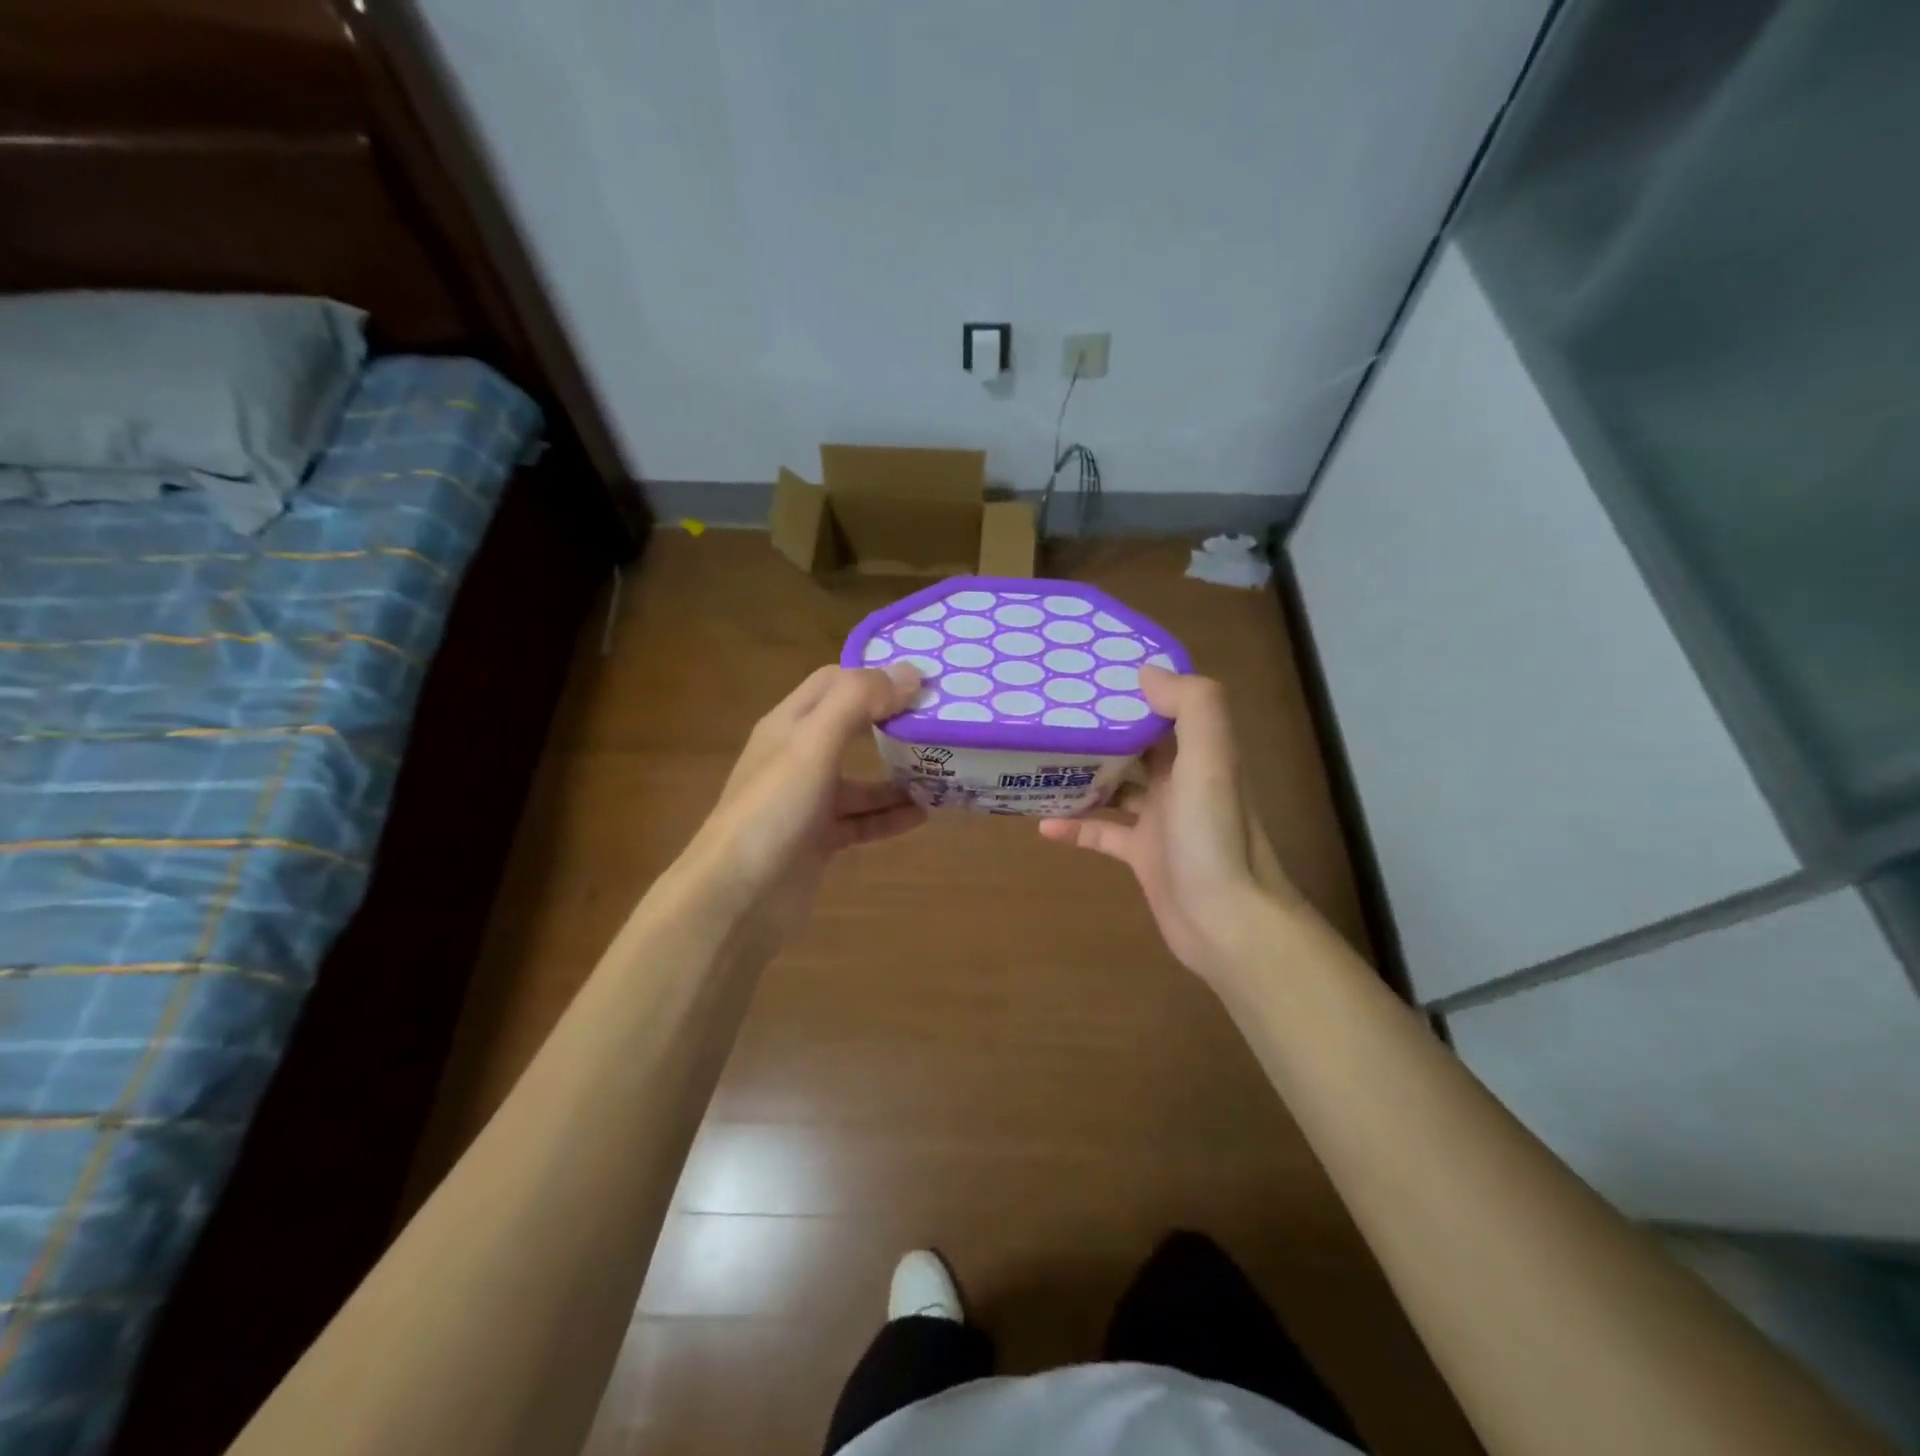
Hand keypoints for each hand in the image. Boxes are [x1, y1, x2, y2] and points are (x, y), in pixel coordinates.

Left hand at [687, 663, 925, 933]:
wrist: (736, 898)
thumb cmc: (773, 810)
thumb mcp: (813, 744)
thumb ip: (858, 701)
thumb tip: (910, 673)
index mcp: (789, 725)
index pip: (834, 682)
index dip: (875, 676)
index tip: (923, 682)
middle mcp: (797, 758)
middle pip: (850, 728)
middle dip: (892, 723)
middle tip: (940, 722)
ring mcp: (807, 802)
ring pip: (861, 780)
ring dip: (898, 775)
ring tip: (942, 772)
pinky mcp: (818, 840)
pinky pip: (862, 821)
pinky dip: (890, 816)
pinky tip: (924, 815)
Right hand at [1038, 668, 1296, 982]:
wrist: (1227, 923)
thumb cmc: (1214, 837)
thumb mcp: (1210, 762)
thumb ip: (1191, 707)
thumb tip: (1146, 672)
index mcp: (1199, 753)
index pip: (1166, 706)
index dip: (1134, 687)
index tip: (1089, 671)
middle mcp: (1181, 780)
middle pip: (1136, 743)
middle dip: (1099, 728)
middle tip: (1050, 712)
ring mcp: (1161, 820)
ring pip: (1116, 786)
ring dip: (1083, 774)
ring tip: (1039, 760)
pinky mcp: (1143, 856)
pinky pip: (1103, 833)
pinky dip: (1076, 827)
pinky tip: (1043, 824)